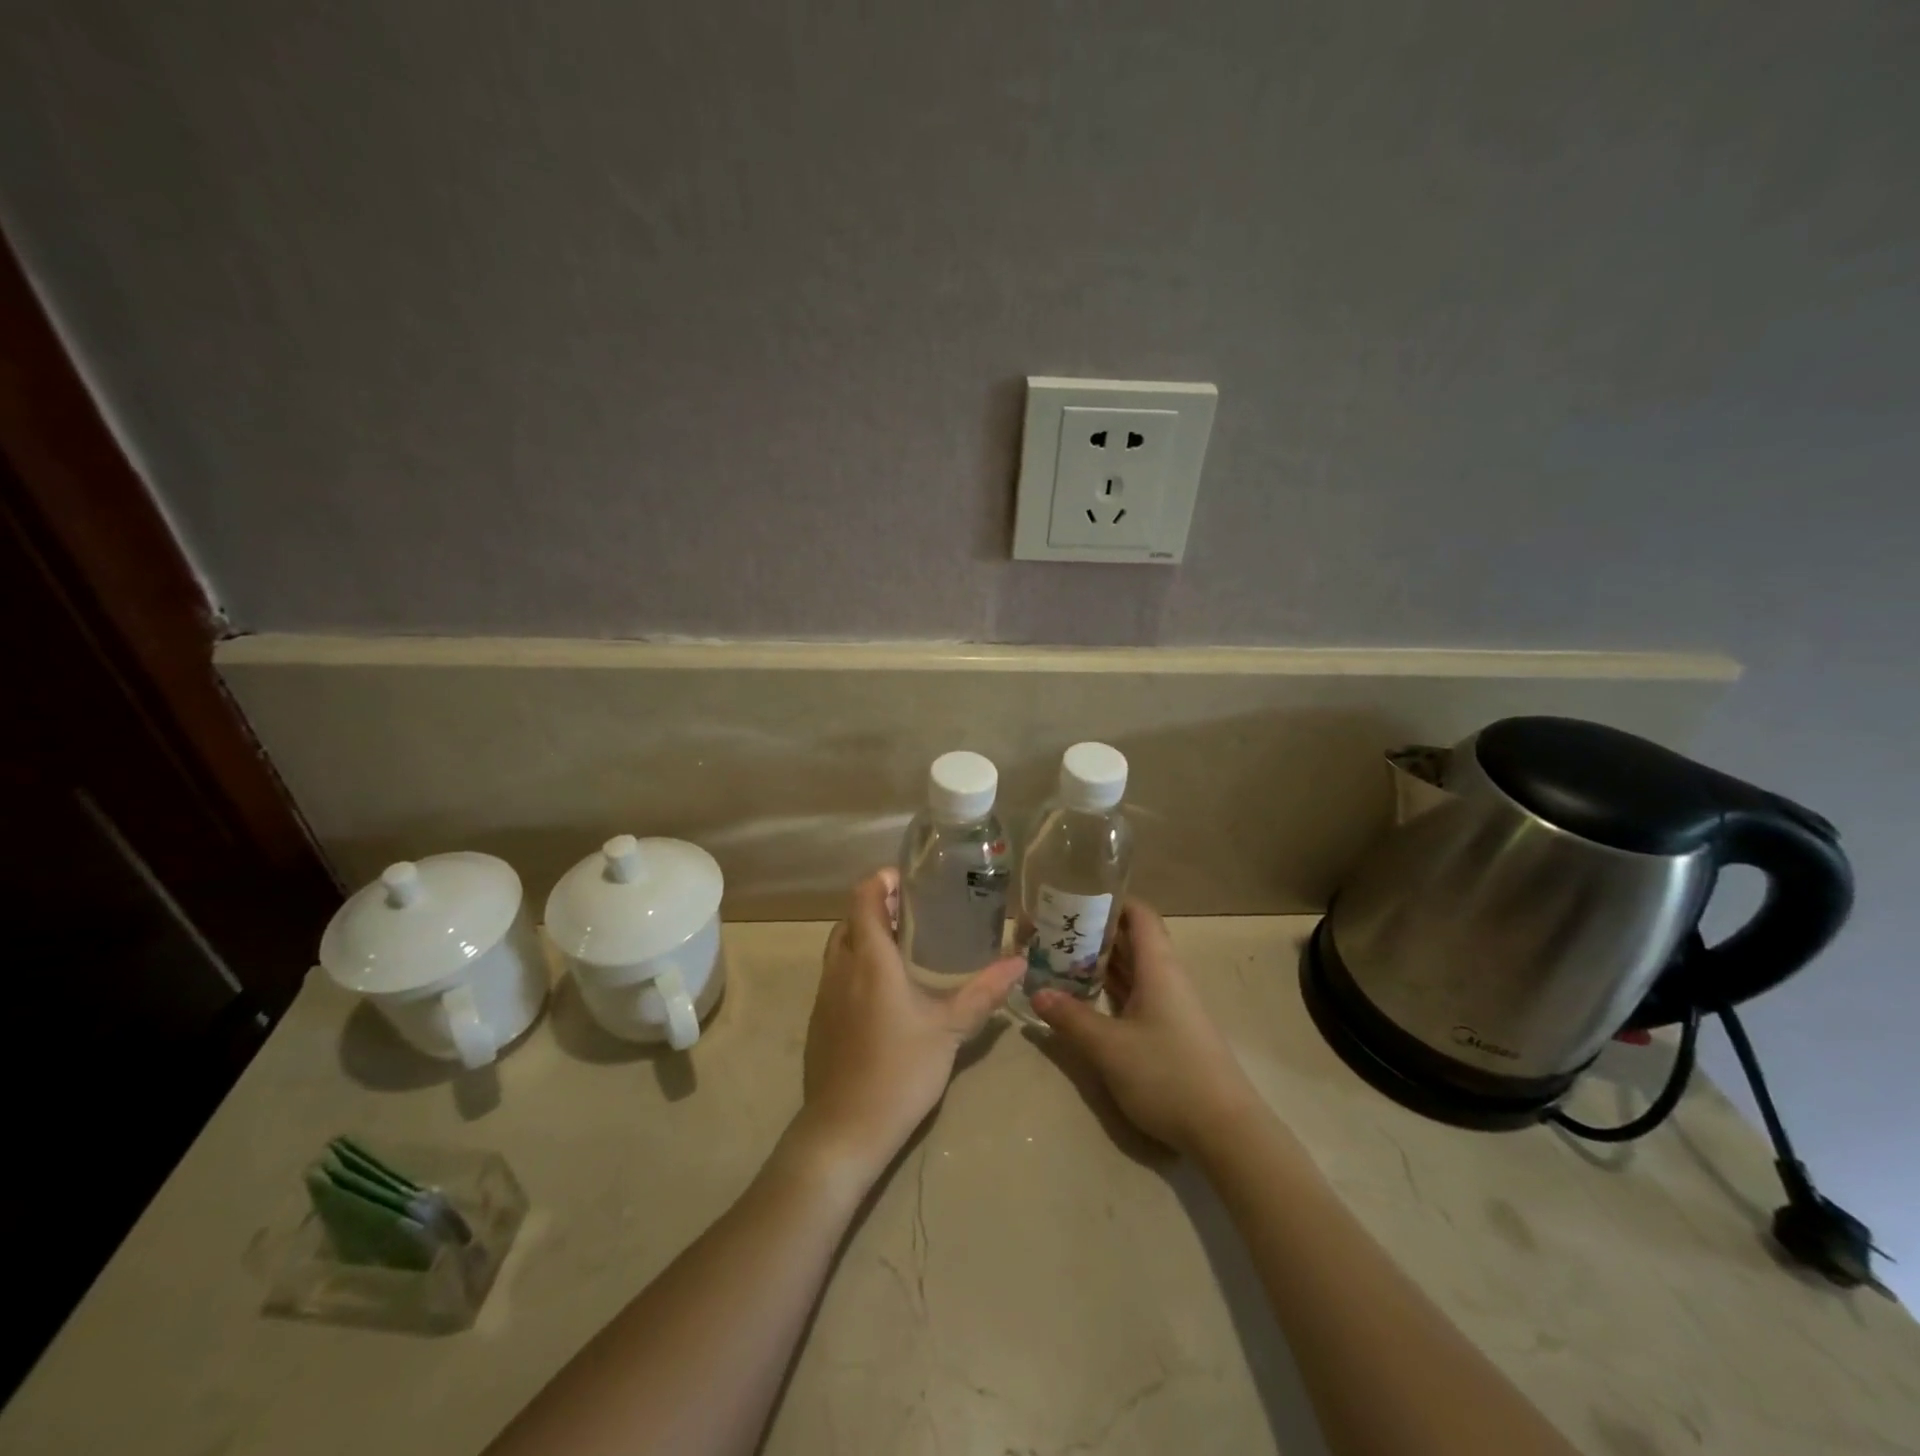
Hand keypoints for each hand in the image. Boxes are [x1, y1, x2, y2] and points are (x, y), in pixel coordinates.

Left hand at [793, 870, 1023, 1185]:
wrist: (845, 1128)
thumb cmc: (901, 1069)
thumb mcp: (949, 1029)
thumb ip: (984, 992)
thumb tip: (1019, 962)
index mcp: (870, 958)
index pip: (863, 896)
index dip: (882, 880)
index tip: (910, 881)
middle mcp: (841, 966)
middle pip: (851, 918)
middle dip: (877, 906)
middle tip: (915, 912)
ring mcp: (824, 993)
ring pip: (840, 945)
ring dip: (865, 935)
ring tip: (902, 945)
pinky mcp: (819, 1018)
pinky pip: (835, 973)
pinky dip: (855, 963)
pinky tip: (883, 990)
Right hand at [1032, 900, 1262, 1155]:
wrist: (1225, 1130)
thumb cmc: (1167, 1074)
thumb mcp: (1110, 1047)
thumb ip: (1071, 1018)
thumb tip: (1037, 993)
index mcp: (1158, 967)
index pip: (1139, 915)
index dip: (1110, 901)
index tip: (1073, 898)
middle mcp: (1166, 978)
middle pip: (1131, 940)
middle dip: (1094, 933)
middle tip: (1052, 931)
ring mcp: (1170, 1006)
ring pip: (1132, 970)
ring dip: (1099, 963)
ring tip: (1058, 959)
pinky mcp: (1169, 1032)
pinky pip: (1134, 996)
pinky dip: (1109, 990)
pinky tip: (1083, 998)